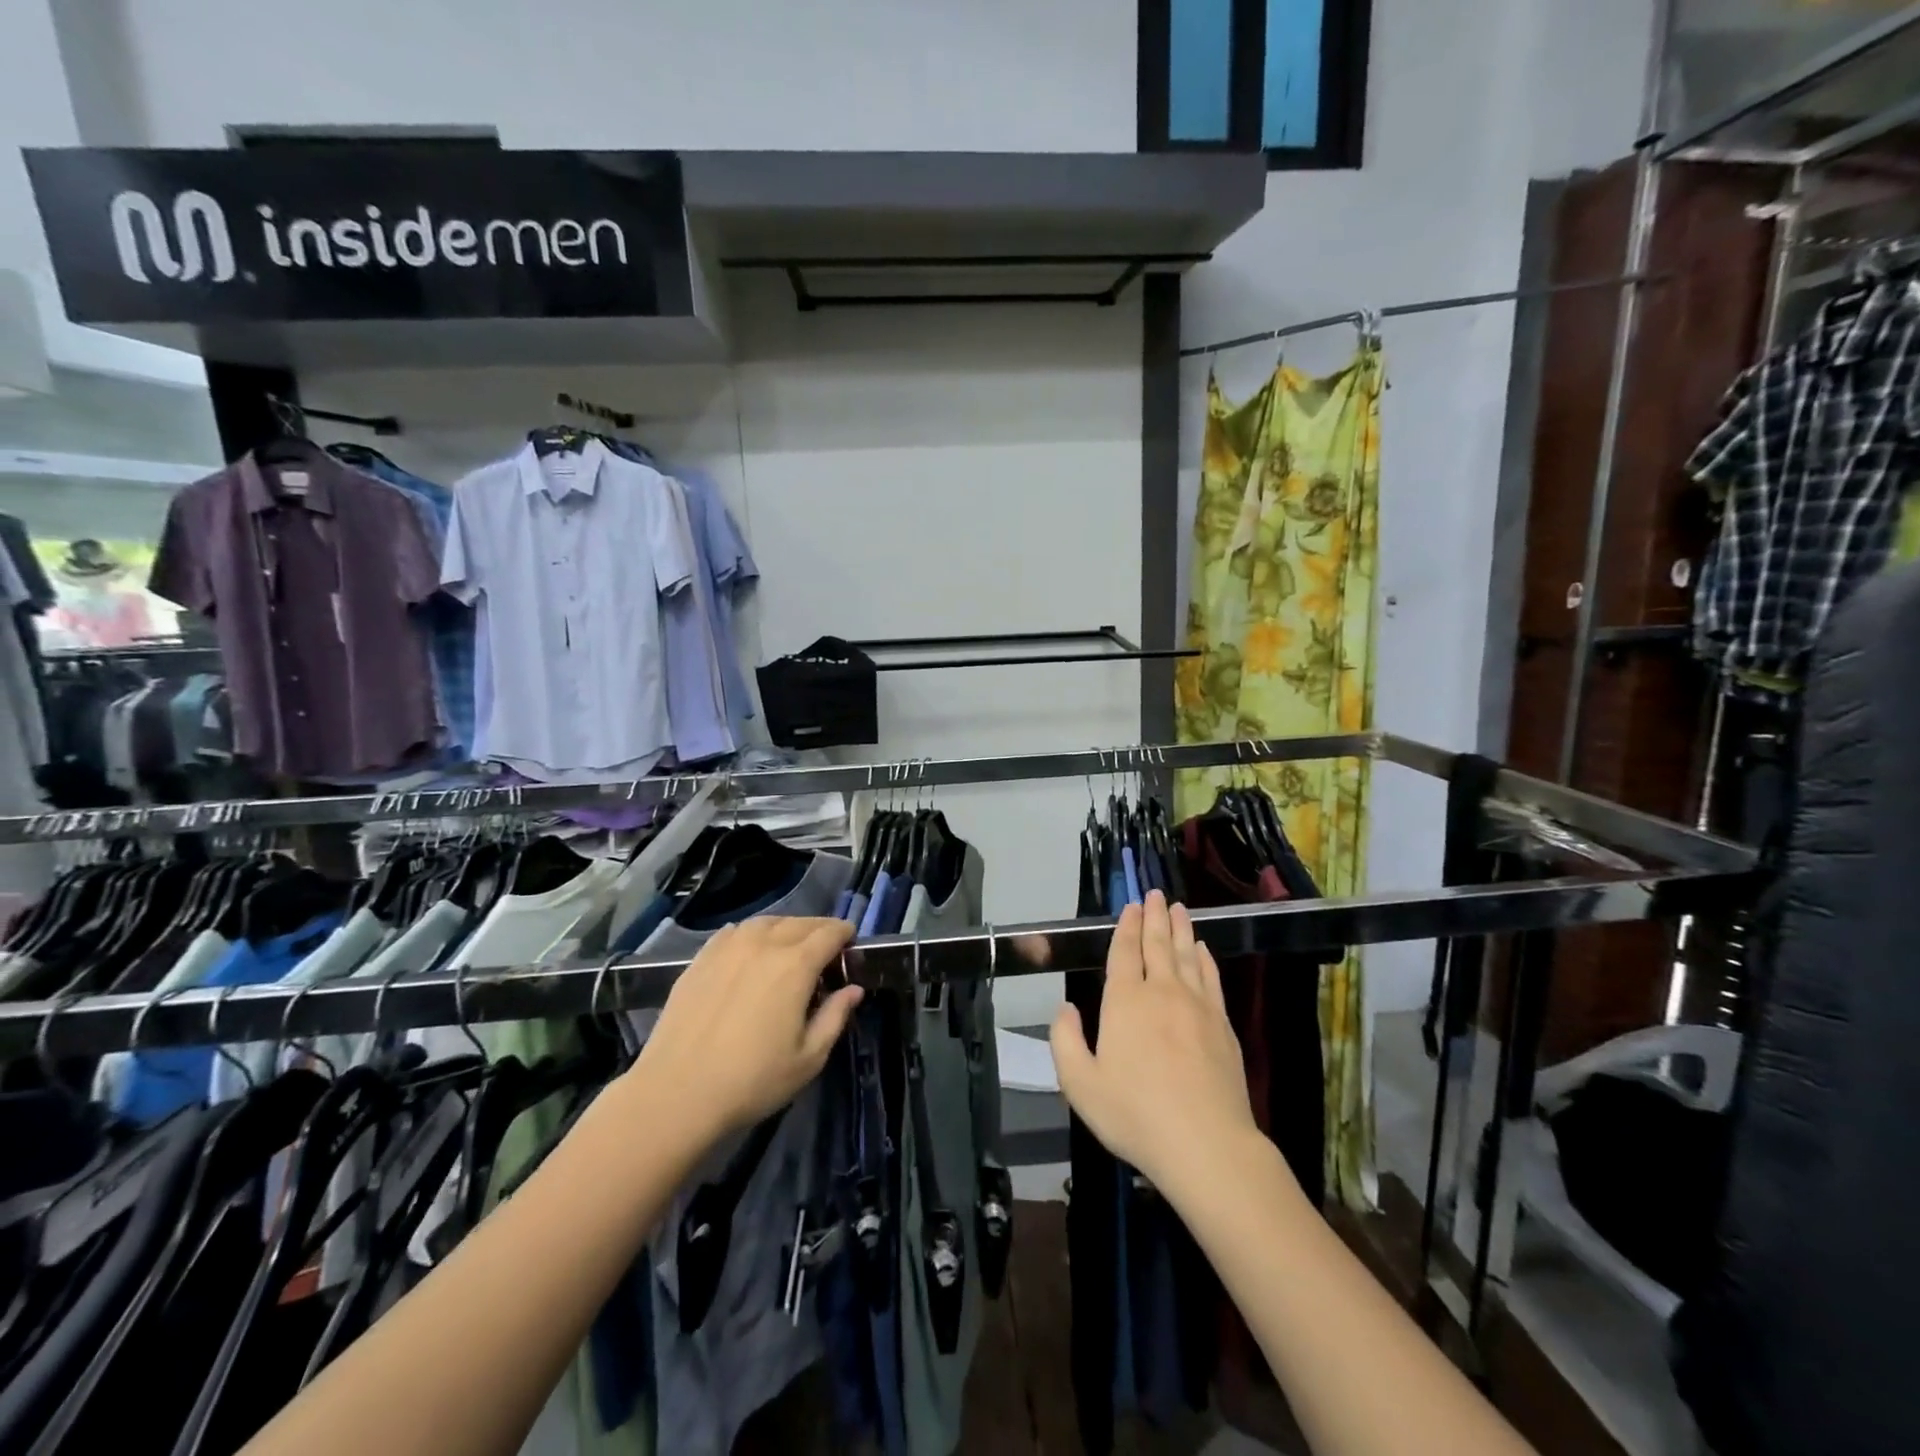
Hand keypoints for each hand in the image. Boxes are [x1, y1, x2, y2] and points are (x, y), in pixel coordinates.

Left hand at [628, 917, 861, 1142]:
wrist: (676, 1093)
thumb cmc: (752, 1080)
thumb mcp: (809, 1058)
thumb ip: (835, 1017)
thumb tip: (853, 989)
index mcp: (796, 965)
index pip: (829, 933)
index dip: (845, 933)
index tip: (851, 944)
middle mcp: (763, 945)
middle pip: (800, 923)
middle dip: (819, 930)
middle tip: (826, 950)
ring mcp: (728, 948)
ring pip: (766, 922)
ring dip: (786, 928)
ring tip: (789, 947)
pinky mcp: (700, 959)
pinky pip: (734, 932)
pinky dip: (751, 934)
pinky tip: (750, 951)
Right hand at [1051, 891, 1264, 1198]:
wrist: (1205, 1144)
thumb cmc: (1134, 1114)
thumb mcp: (1080, 1084)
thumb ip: (1065, 1040)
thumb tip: (1065, 1008)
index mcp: (1125, 1001)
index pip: (1125, 952)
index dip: (1127, 926)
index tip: (1132, 904)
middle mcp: (1162, 992)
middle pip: (1158, 944)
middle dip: (1155, 916)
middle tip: (1156, 893)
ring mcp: (1197, 1006)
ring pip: (1188, 955)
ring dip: (1181, 929)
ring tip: (1179, 909)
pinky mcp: (1222, 1025)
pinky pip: (1212, 979)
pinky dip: (1206, 959)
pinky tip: (1204, 951)